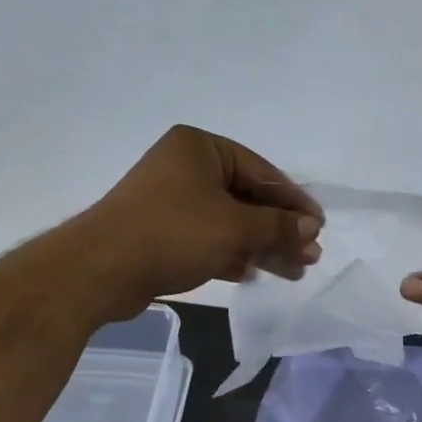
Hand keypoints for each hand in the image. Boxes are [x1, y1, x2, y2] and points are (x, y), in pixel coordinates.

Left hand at [74, 127, 322, 316]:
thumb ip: (277, 226)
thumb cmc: (173, 233)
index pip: (262, 171)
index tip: (319, 227)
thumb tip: (311, 228)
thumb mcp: (234, 227)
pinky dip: (232, 254)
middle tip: (310, 256)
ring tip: (294, 272)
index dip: (294, 202)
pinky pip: (208, 239)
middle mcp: (185, 168)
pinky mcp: (162, 233)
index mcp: (201, 148)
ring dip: (261, 246)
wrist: (101, 269)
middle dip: (280, 230)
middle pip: (247, 198)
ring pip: (229, 222)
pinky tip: (252, 273)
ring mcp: (172, 201)